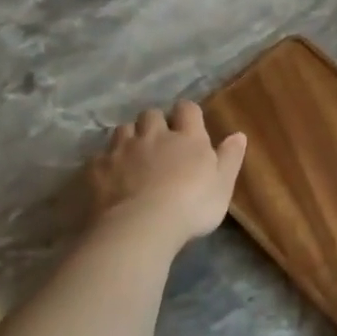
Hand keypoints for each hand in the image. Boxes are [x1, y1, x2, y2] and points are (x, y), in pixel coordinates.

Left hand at [89, 100, 246, 242]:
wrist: (141, 226)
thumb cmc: (192, 205)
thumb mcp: (223, 185)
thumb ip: (230, 157)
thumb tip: (239, 134)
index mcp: (187, 137)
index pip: (187, 109)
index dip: (187, 113)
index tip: (189, 124)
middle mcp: (154, 135)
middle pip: (151, 114)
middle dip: (154, 123)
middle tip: (159, 142)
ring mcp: (122, 150)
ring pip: (123, 129)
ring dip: (129, 138)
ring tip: (133, 156)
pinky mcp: (97, 168)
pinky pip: (99, 156)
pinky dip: (105, 163)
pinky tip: (109, 177)